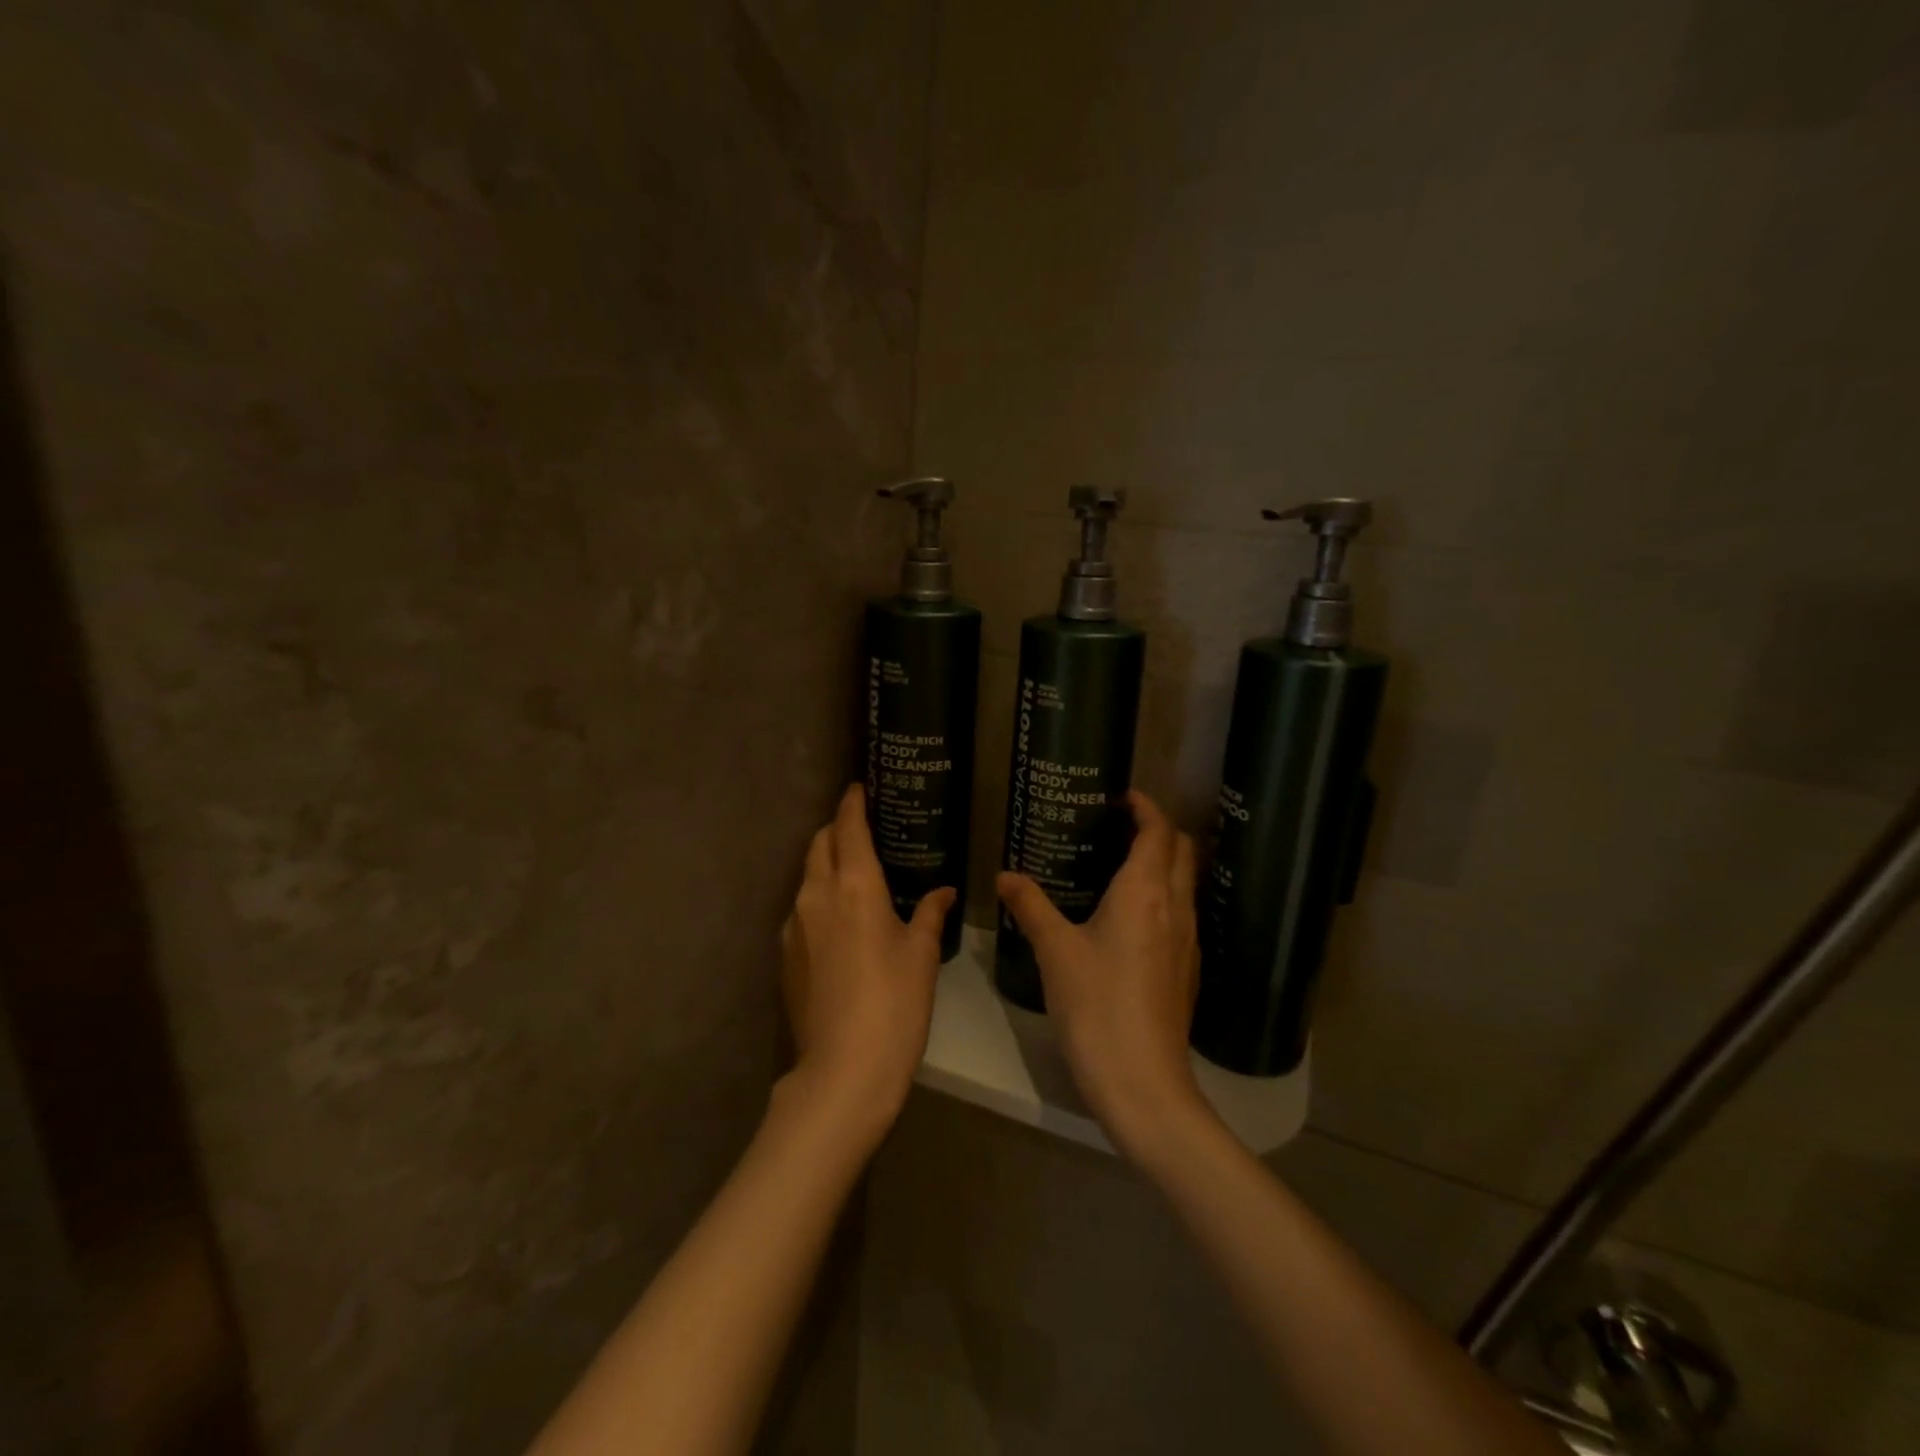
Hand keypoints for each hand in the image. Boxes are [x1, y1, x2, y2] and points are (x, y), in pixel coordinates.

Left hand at [780, 784, 954, 1143]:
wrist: (843, 1070)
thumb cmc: (894, 1004)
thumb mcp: (922, 955)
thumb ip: (930, 914)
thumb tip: (943, 892)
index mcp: (854, 885)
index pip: (848, 826)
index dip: (853, 803)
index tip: (859, 788)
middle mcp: (816, 894)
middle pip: (820, 843)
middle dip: (838, 829)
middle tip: (863, 830)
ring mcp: (794, 924)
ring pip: (807, 875)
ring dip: (826, 863)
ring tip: (854, 875)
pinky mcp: (784, 954)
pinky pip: (801, 908)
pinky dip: (819, 898)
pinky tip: (840, 921)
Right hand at [996, 791, 1209, 1163]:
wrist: (1143, 1082)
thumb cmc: (1096, 1004)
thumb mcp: (1054, 951)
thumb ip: (1031, 906)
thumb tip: (1005, 876)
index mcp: (1145, 891)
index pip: (1158, 831)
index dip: (1145, 807)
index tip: (1121, 796)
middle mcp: (1176, 907)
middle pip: (1182, 850)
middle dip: (1158, 829)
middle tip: (1117, 826)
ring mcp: (1187, 941)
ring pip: (1186, 883)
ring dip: (1163, 863)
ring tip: (1120, 864)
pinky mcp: (1186, 970)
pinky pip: (1181, 913)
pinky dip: (1164, 896)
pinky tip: (1130, 917)